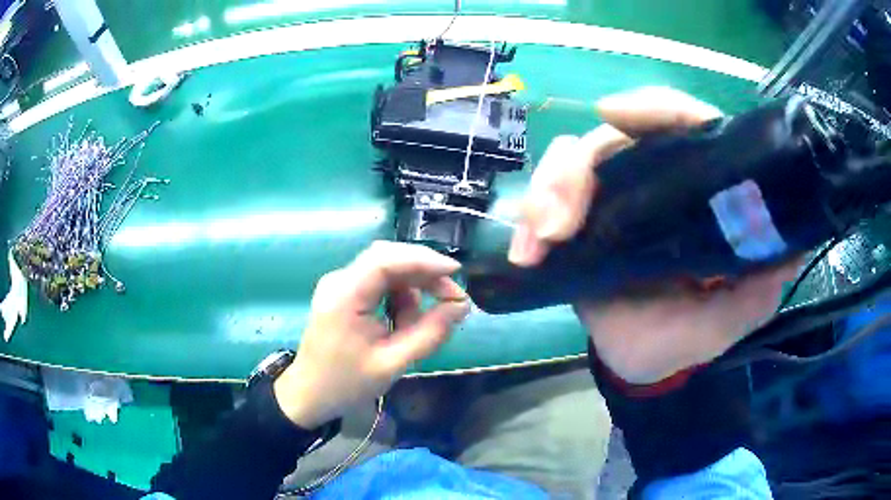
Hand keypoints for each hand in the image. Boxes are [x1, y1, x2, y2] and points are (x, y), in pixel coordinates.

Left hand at [274, 241, 469, 428]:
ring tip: (418, 325)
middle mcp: (339, 281)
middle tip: (452, 299)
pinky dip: (398, 298)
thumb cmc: (347, 384)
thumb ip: (430, 333)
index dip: (423, 260)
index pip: (385, 260)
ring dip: (411, 290)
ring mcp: (339, 285)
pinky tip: (402, 323)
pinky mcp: (343, 293)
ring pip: (386, 271)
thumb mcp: (393, 363)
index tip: (455, 273)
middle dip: (423, 274)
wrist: (309, 395)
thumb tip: (461, 305)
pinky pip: (378, 284)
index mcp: (345, 296)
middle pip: (387, 259)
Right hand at [509, 87, 799, 383]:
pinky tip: (525, 253)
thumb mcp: (731, 319)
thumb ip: (758, 289)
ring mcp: (616, 201)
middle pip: (614, 139)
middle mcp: (658, 184)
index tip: (614, 113)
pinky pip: (547, 202)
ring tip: (541, 239)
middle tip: (559, 219)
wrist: (642, 364)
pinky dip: (530, 221)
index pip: (686, 127)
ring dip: (549, 191)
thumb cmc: (689, 339)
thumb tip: (788, 247)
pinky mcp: (583, 223)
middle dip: (579, 167)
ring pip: (574, 162)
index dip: (655, 109)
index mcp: (700, 195)